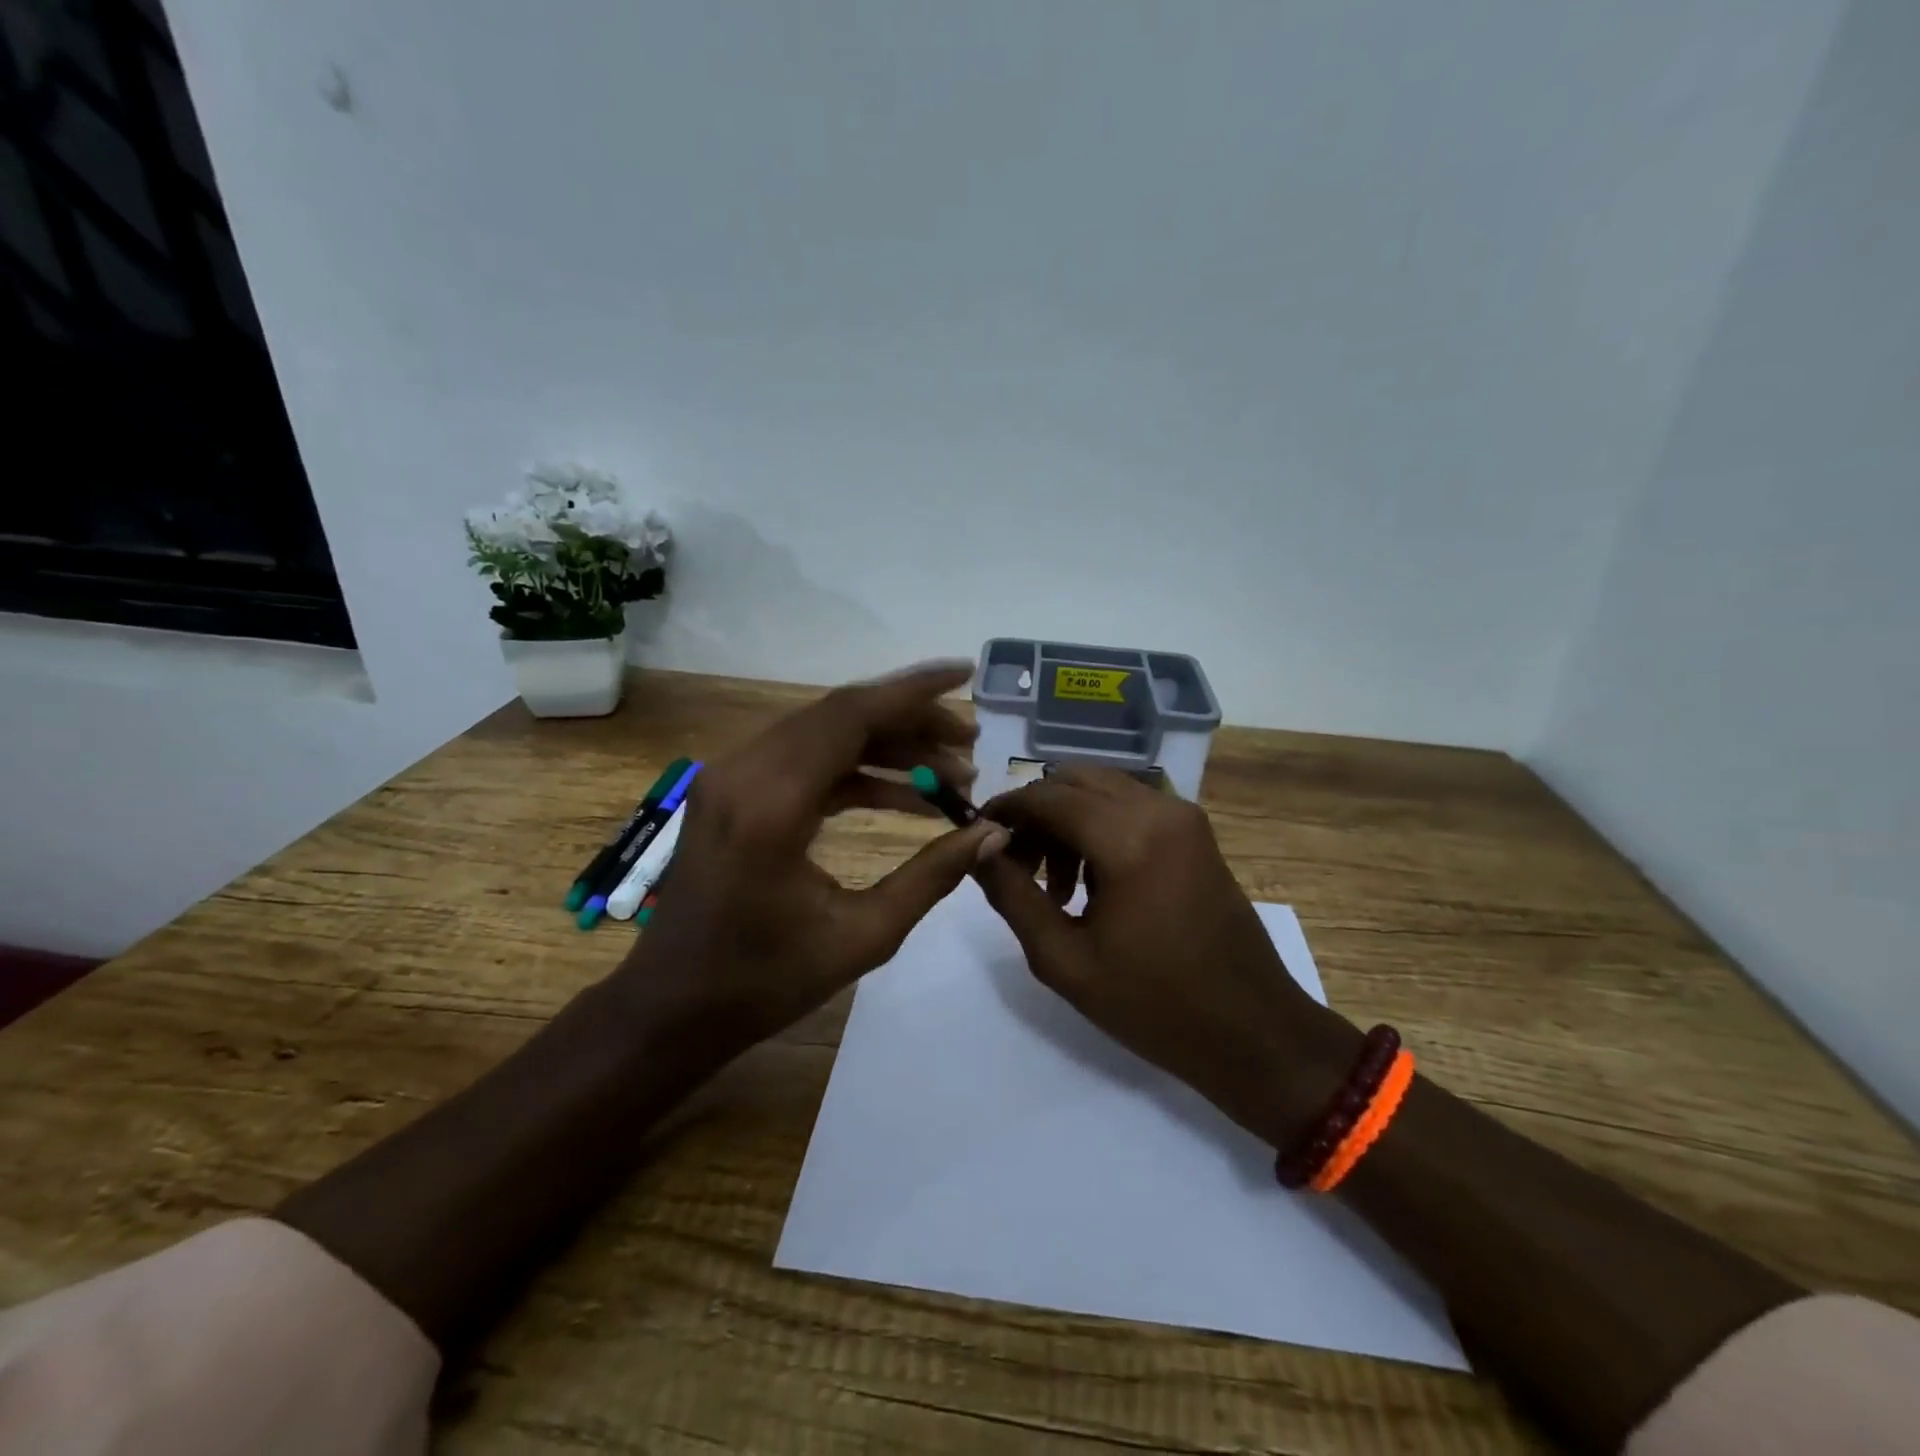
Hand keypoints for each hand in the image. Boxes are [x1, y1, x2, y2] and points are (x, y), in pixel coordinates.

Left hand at [623, 663, 1004, 1051]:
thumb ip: (932, 875)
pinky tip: (906, 794)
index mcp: (770, 804)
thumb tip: (992, 832)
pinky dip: (856, 769)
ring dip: (887, 744)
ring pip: (823, 733)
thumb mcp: (863, 937)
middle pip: (839, 716)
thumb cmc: (764, 982)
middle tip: (970, 741)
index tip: (965, 674)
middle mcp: (744, 772)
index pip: (850, 717)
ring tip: (950, 770)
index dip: (913, 692)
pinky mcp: (732, 791)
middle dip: (911, 720)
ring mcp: (731, 778)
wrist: (672, 1007)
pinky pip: (804, 760)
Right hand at [975, 766, 1358, 1148]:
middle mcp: (1159, 810)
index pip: (1046, 796)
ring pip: (1103, 790)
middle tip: (1015, 865)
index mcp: (1128, 838)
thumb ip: (1013, 896)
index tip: (976, 837)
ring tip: (1055, 888)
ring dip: (1067, 821)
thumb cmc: (1154, 1005)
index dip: (1004, 810)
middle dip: (1036, 813)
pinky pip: (1132, 808)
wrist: (1253, 1032)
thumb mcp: (1064, 960)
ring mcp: (1184, 818)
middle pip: (1074, 780)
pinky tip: (1093, 883)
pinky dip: (1099, 827)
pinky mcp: (1196, 834)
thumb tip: (978, 850)